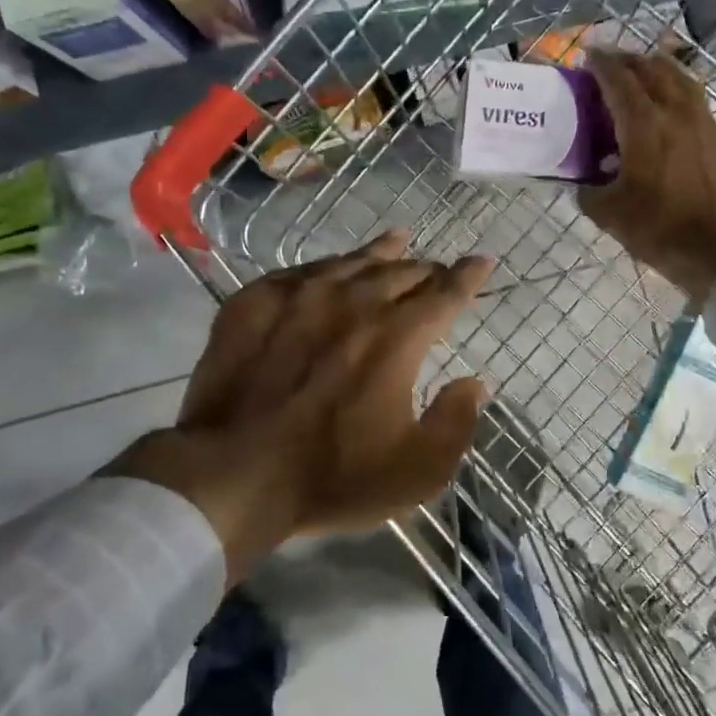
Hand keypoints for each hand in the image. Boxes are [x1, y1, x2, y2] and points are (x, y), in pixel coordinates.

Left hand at [108, 231, 491, 580]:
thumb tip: (474, 383)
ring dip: (380, 252)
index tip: (483, 261)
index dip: (469, 276)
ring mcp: (300, 297)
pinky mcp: (254, 302)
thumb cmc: (332, 476)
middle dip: (426, 268)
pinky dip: (326, 267)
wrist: (232, 472)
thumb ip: (455, 422)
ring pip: (351, 262)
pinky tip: (328, 269)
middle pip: (401, 271)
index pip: (445, 293)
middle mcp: (354, 302)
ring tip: (397, 239)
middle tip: (436, 269)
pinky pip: (301, 272)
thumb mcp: (417, 470)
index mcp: (397, 337)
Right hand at [579, 50, 715, 301]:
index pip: (620, 81)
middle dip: (629, 60)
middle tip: (611, 61)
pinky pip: (697, 103)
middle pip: (653, 70)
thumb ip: (589, 192)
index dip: (602, 64)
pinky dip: (678, 94)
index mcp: (645, 126)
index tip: (589, 55)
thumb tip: (584, 184)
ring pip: (682, 80)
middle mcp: (677, 113)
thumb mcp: (609, 214)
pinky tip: (671, 110)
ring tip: (644, 72)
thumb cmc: (659, 229)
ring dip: (658, 69)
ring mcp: (705, 124)